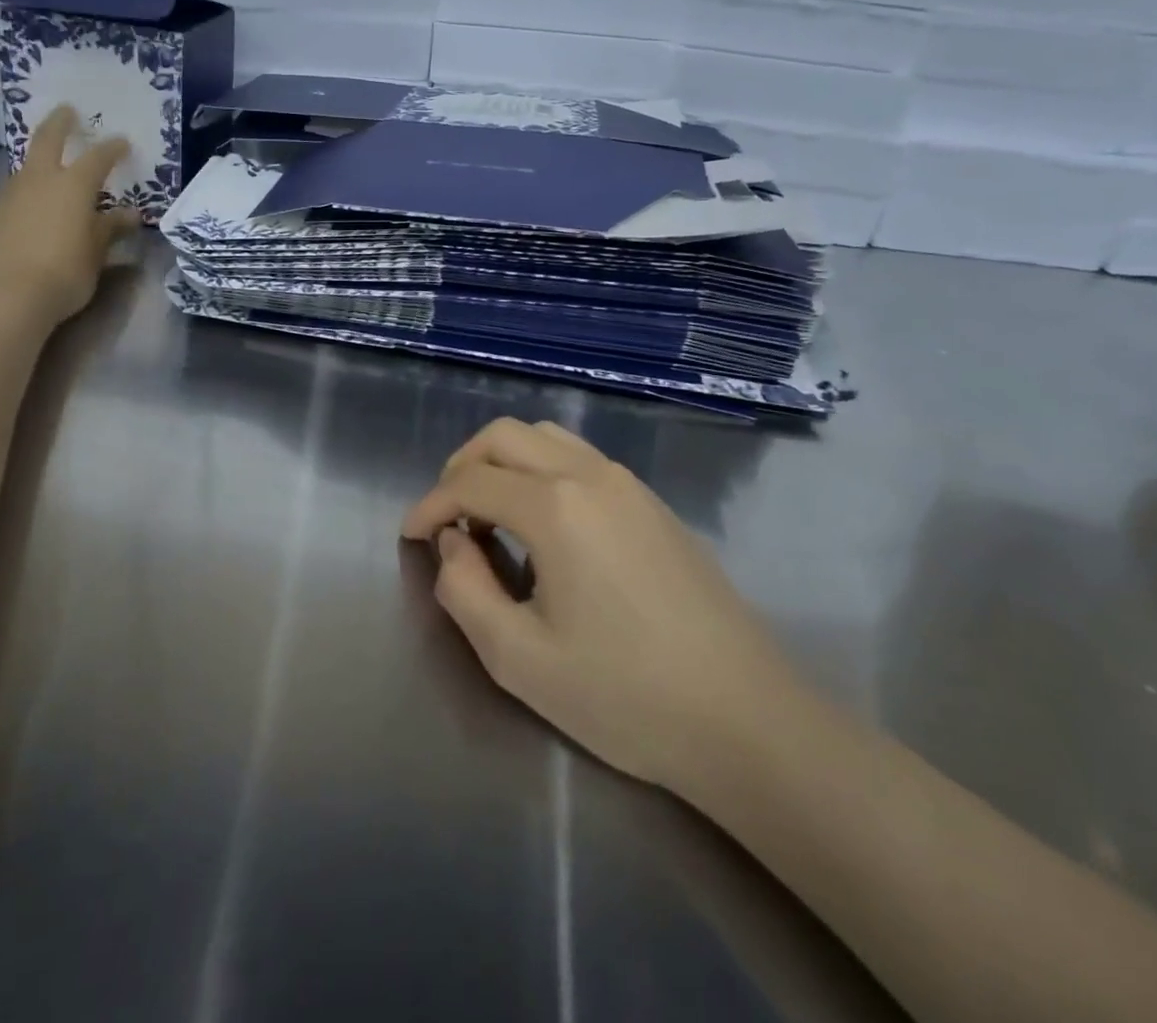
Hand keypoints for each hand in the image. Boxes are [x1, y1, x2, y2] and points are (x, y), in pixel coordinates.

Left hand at [0, 105, 139, 328]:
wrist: (2, 300)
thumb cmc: (63, 275)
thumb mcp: (96, 255)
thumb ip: (110, 229)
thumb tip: (129, 214)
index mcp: (72, 187)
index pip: (98, 158)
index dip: (112, 148)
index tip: (122, 142)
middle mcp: (36, 182)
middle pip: (47, 140)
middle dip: (59, 123)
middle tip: (67, 111)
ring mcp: (3, 197)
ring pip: (23, 173)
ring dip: (37, 171)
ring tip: (47, 184)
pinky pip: (5, 205)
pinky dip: (17, 207)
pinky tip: (20, 227)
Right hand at [402, 418, 801, 790]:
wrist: (746, 719)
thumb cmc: (625, 696)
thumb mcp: (520, 659)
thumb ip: (464, 592)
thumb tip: (450, 546)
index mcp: (555, 507)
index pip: (470, 483)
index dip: (429, 505)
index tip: (409, 536)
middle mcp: (589, 476)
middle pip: (504, 436)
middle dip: (461, 467)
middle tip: (446, 517)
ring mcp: (628, 484)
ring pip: (545, 437)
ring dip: (504, 462)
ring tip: (489, 515)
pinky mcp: (653, 502)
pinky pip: (580, 458)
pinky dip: (542, 470)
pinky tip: (544, 524)